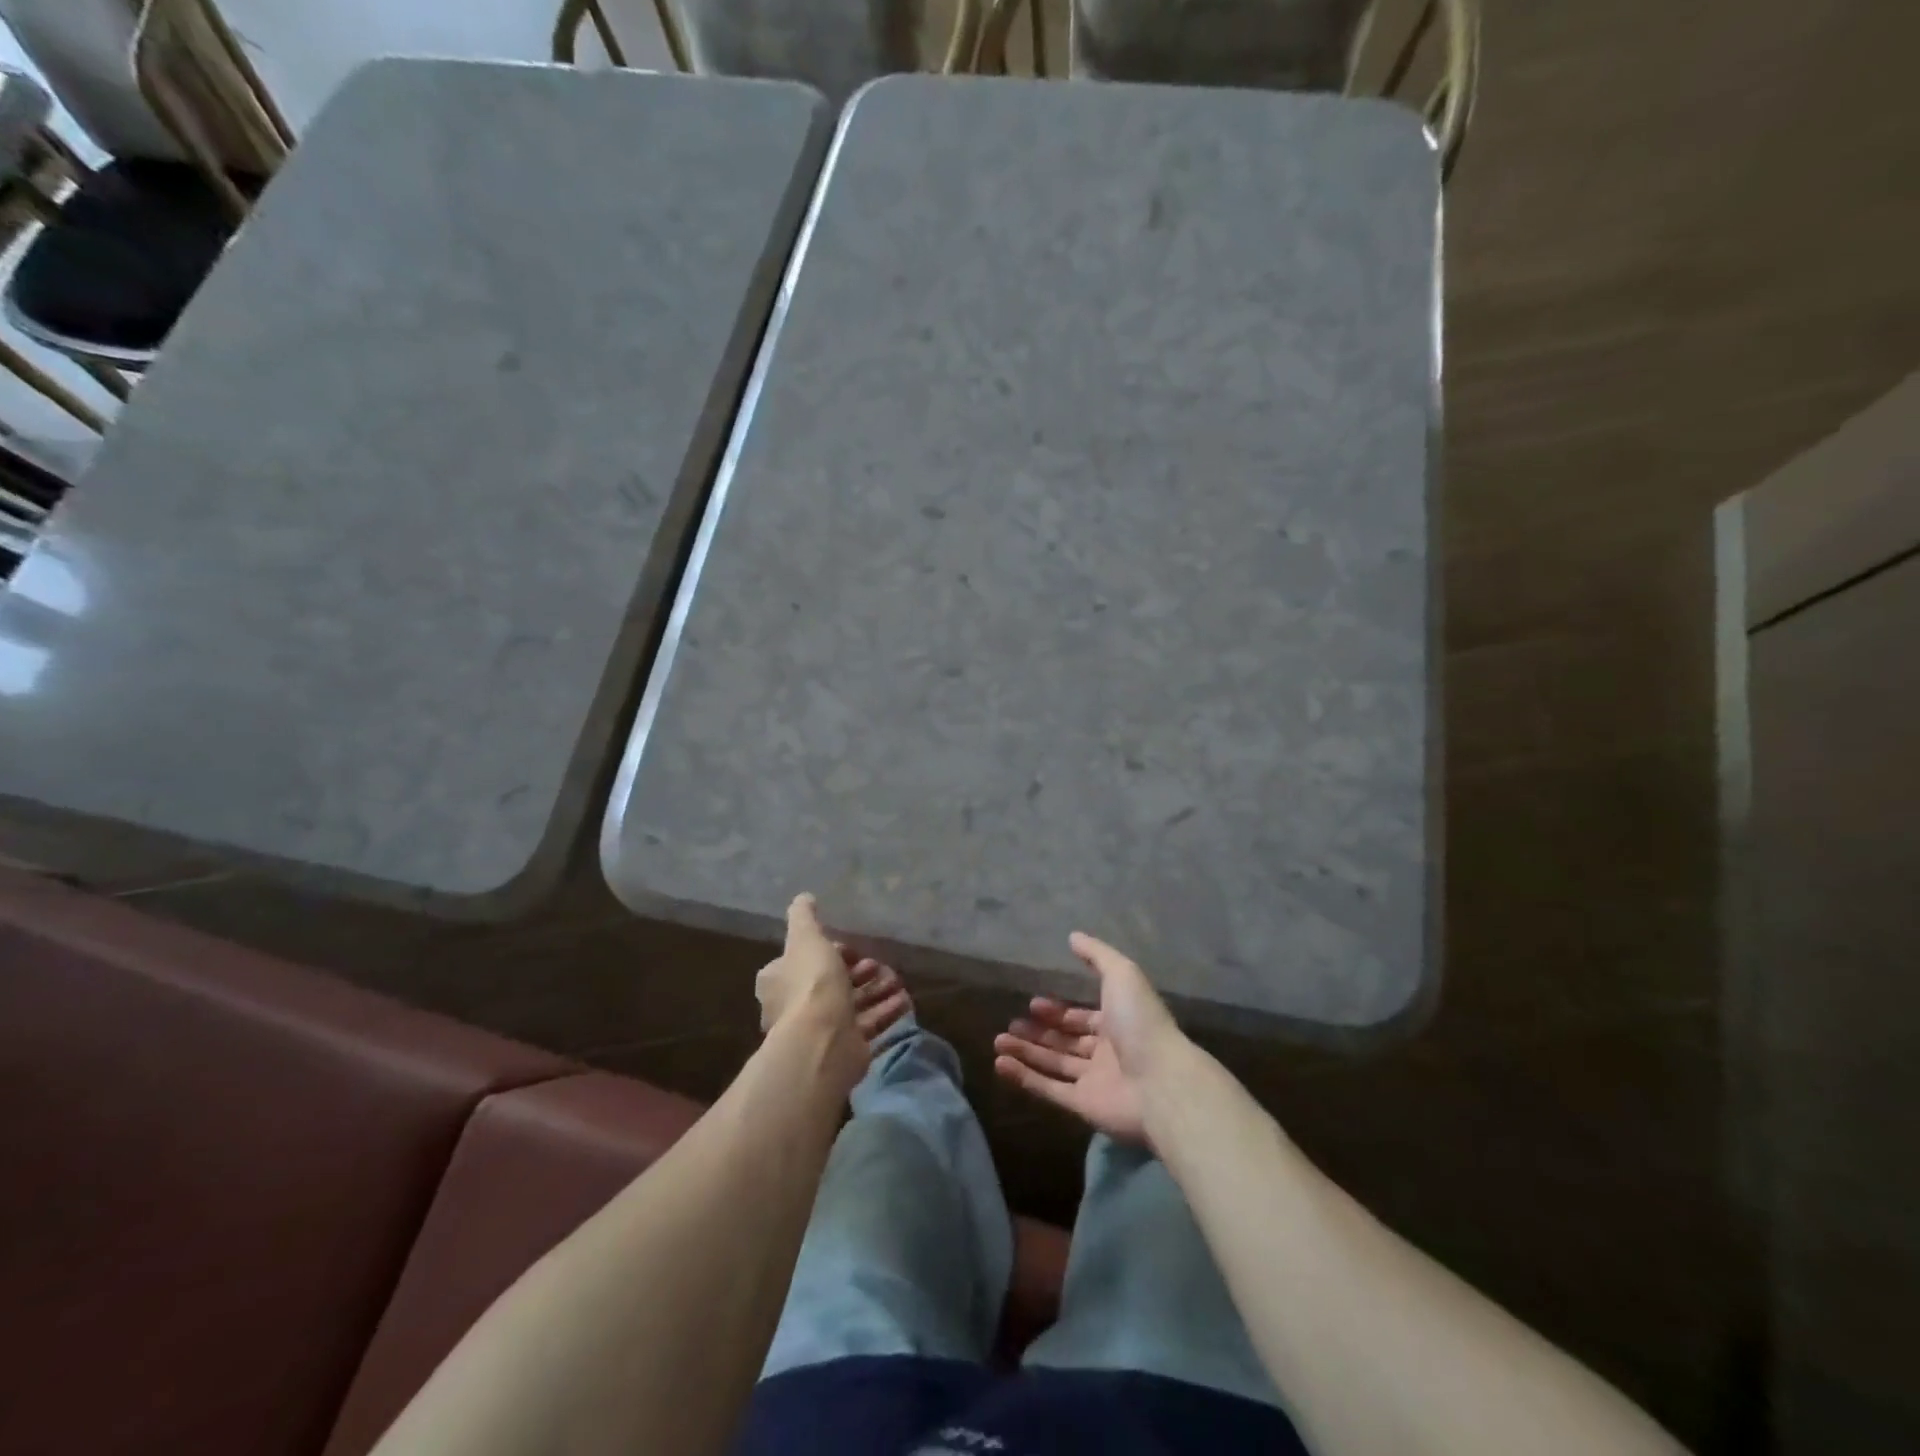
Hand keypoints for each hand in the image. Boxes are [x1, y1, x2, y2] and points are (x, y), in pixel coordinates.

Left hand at [755, 894, 910, 1091]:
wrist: (824, 1041)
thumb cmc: (812, 983)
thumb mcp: (806, 938)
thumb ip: (804, 917)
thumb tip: (803, 897)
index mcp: (779, 980)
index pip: (803, 959)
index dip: (830, 950)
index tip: (851, 947)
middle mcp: (795, 1006)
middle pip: (832, 982)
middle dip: (859, 971)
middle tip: (878, 964)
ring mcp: (820, 1030)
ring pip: (853, 1003)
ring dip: (877, 990)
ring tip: (898, 981)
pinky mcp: (844, 1047)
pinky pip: (868, 1024)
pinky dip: (886, 1011)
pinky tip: (904, 1001)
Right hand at [993, 932, 1186, 1146]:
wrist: (1161, 1082)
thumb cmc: (1141, 1023)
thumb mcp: (1122, 974)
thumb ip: (1097, 955)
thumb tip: (1073, 936)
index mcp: (1118, 1022)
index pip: (1083, 1017)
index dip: (1058, 1011)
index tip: (1032, 1004)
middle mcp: (1107, 1052)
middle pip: (1066, 1041)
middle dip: (1038, 1032)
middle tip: (1011, 1023)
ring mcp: (1095, 1081)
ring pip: (1054, 1064)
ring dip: (1026, 1052)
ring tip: (998, 1041)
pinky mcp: (1084, 1107)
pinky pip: (1050, 1090)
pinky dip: (1025, 1078)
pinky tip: (1000, 1064)